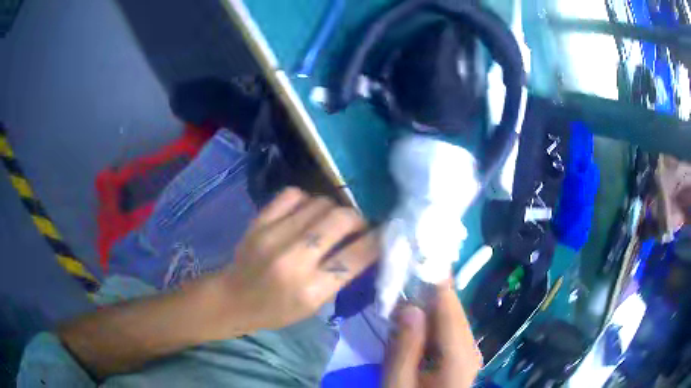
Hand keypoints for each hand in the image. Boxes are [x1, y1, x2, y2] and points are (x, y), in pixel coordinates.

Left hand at [217, 187, 378, 333]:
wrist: (233, 298)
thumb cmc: (276, 310)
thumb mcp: (314, 306)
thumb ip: (340, 276)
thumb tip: (368, 245)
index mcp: (310, 290)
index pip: (355, 257)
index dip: (377, 240)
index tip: (384, 233)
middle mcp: (293, 260)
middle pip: (340, 220)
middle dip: (358, 219)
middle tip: (358, 225)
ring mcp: (272, 236)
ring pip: (320, 203)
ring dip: (334, 209)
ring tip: (331, 220)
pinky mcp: (258, 221)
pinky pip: (293, 194)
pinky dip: (307, 199)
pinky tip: (306, 211)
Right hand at [384, 282, 481, 387]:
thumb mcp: (398, 381)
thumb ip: (405, 348)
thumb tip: (411, 308)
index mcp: (459, 356)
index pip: (450, 308)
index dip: (433, 283)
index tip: (412, 265)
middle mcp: (472, 349)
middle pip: (453, 311)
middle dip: (426, 299)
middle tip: (397, 296)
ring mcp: (470, 352)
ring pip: (451, 319)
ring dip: (427, 312)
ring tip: (400, 313)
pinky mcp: (464, 356)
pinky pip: (449, 331)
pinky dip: (431, 326)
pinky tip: (413, 333)